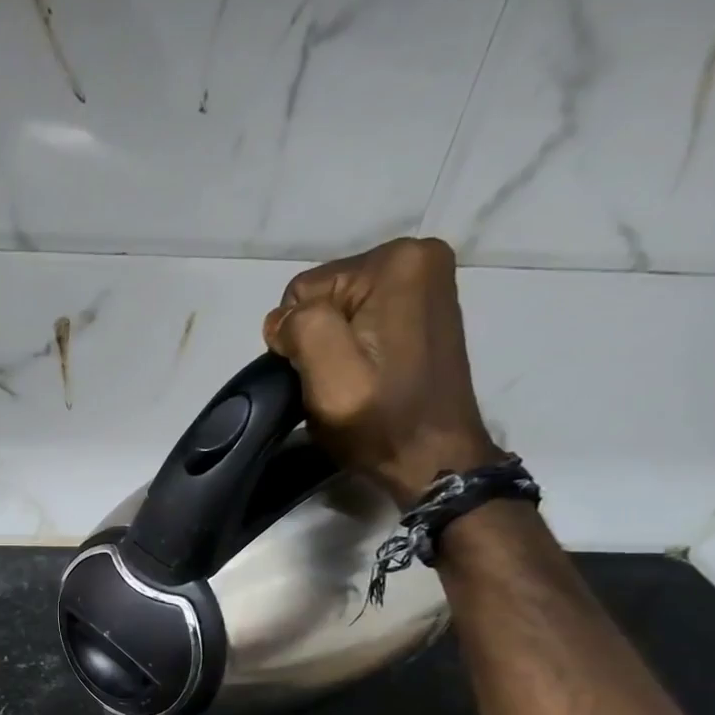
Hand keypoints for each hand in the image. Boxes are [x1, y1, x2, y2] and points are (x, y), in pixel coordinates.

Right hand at [262, 236, 501, 506]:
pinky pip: (363, 320)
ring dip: (335, 348)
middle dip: (318, 340)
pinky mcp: (425, 310)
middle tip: (337, 383)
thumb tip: (281, 321)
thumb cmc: (380, 420)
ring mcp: (427, 283)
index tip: (322, 375)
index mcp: (396, 262)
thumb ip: (299, 327)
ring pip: (340, 312)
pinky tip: (369, 376)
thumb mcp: (328, 373)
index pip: (303, 291)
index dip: (298, 339)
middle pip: (324, 297)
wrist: (433, 458)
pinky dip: (356, 349)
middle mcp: (418, 257)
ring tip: (354, 383)